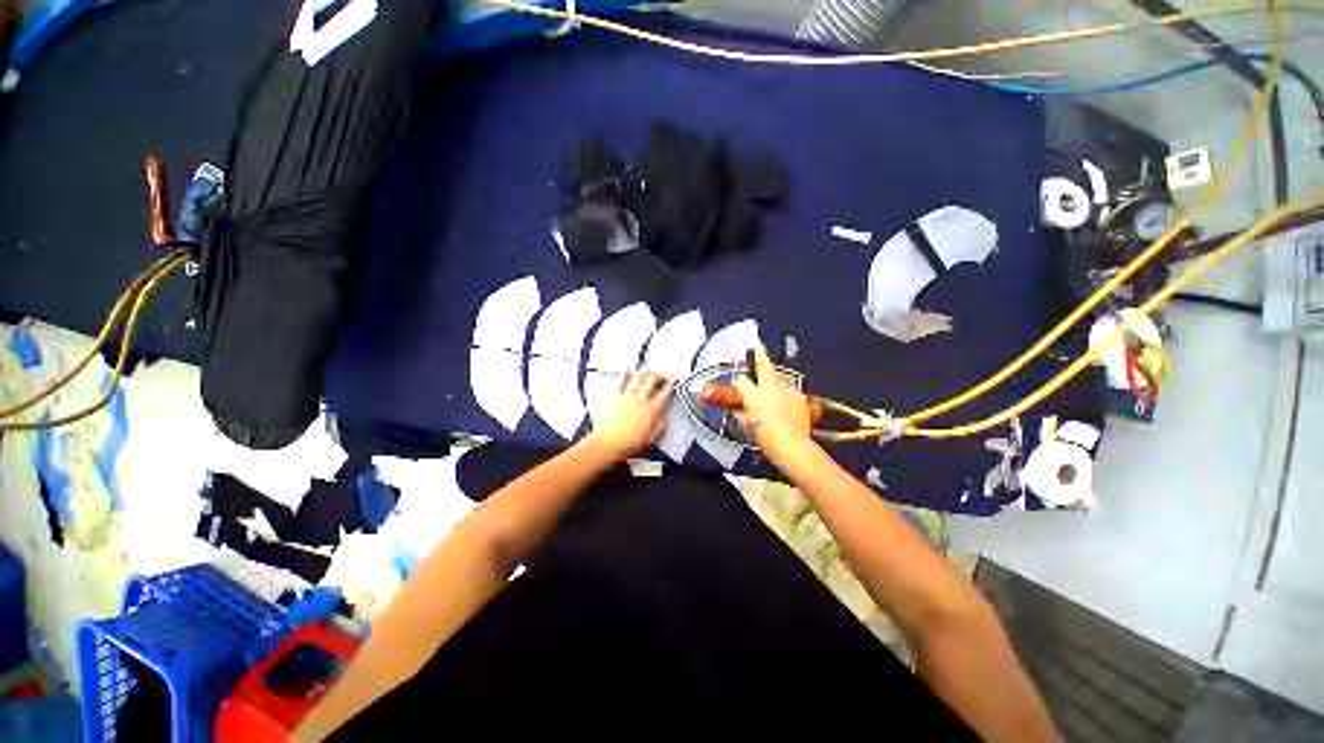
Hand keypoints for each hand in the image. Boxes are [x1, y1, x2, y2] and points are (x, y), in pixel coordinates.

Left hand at [586, 370, 672, 461]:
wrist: (607, 444)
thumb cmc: (628, 444)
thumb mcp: (650, 438)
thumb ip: (659, 424)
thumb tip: (663, 414)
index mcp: (650, 411)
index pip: (664, 393)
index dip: (669, 385)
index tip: (671, 381)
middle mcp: (640, 400)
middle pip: (652, 380)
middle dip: (658, 374)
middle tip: (660, 375)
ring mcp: (626, 396)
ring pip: (638, 376)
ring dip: (644, 371)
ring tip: (647, 370)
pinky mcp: (614, 395)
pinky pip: (620, 379)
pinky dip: (625, 372)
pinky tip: (628, 368)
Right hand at [733, 347, 814, 462]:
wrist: (792, 446)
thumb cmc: (765, 437)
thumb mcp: (746, 425)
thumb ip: (740, 412)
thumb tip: (737, 408)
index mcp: (754, 394)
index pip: (742, 378)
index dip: (742, 374)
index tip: (745, 365)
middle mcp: (771, 387)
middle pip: (766, 367)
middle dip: (761, 358)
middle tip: (758, 350)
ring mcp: (788, 390)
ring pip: (779, 378)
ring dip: (774, 380)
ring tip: (771, 389)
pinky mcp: (801, 397)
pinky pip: (790, 390)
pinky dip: (786, 394)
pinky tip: (784, 404)